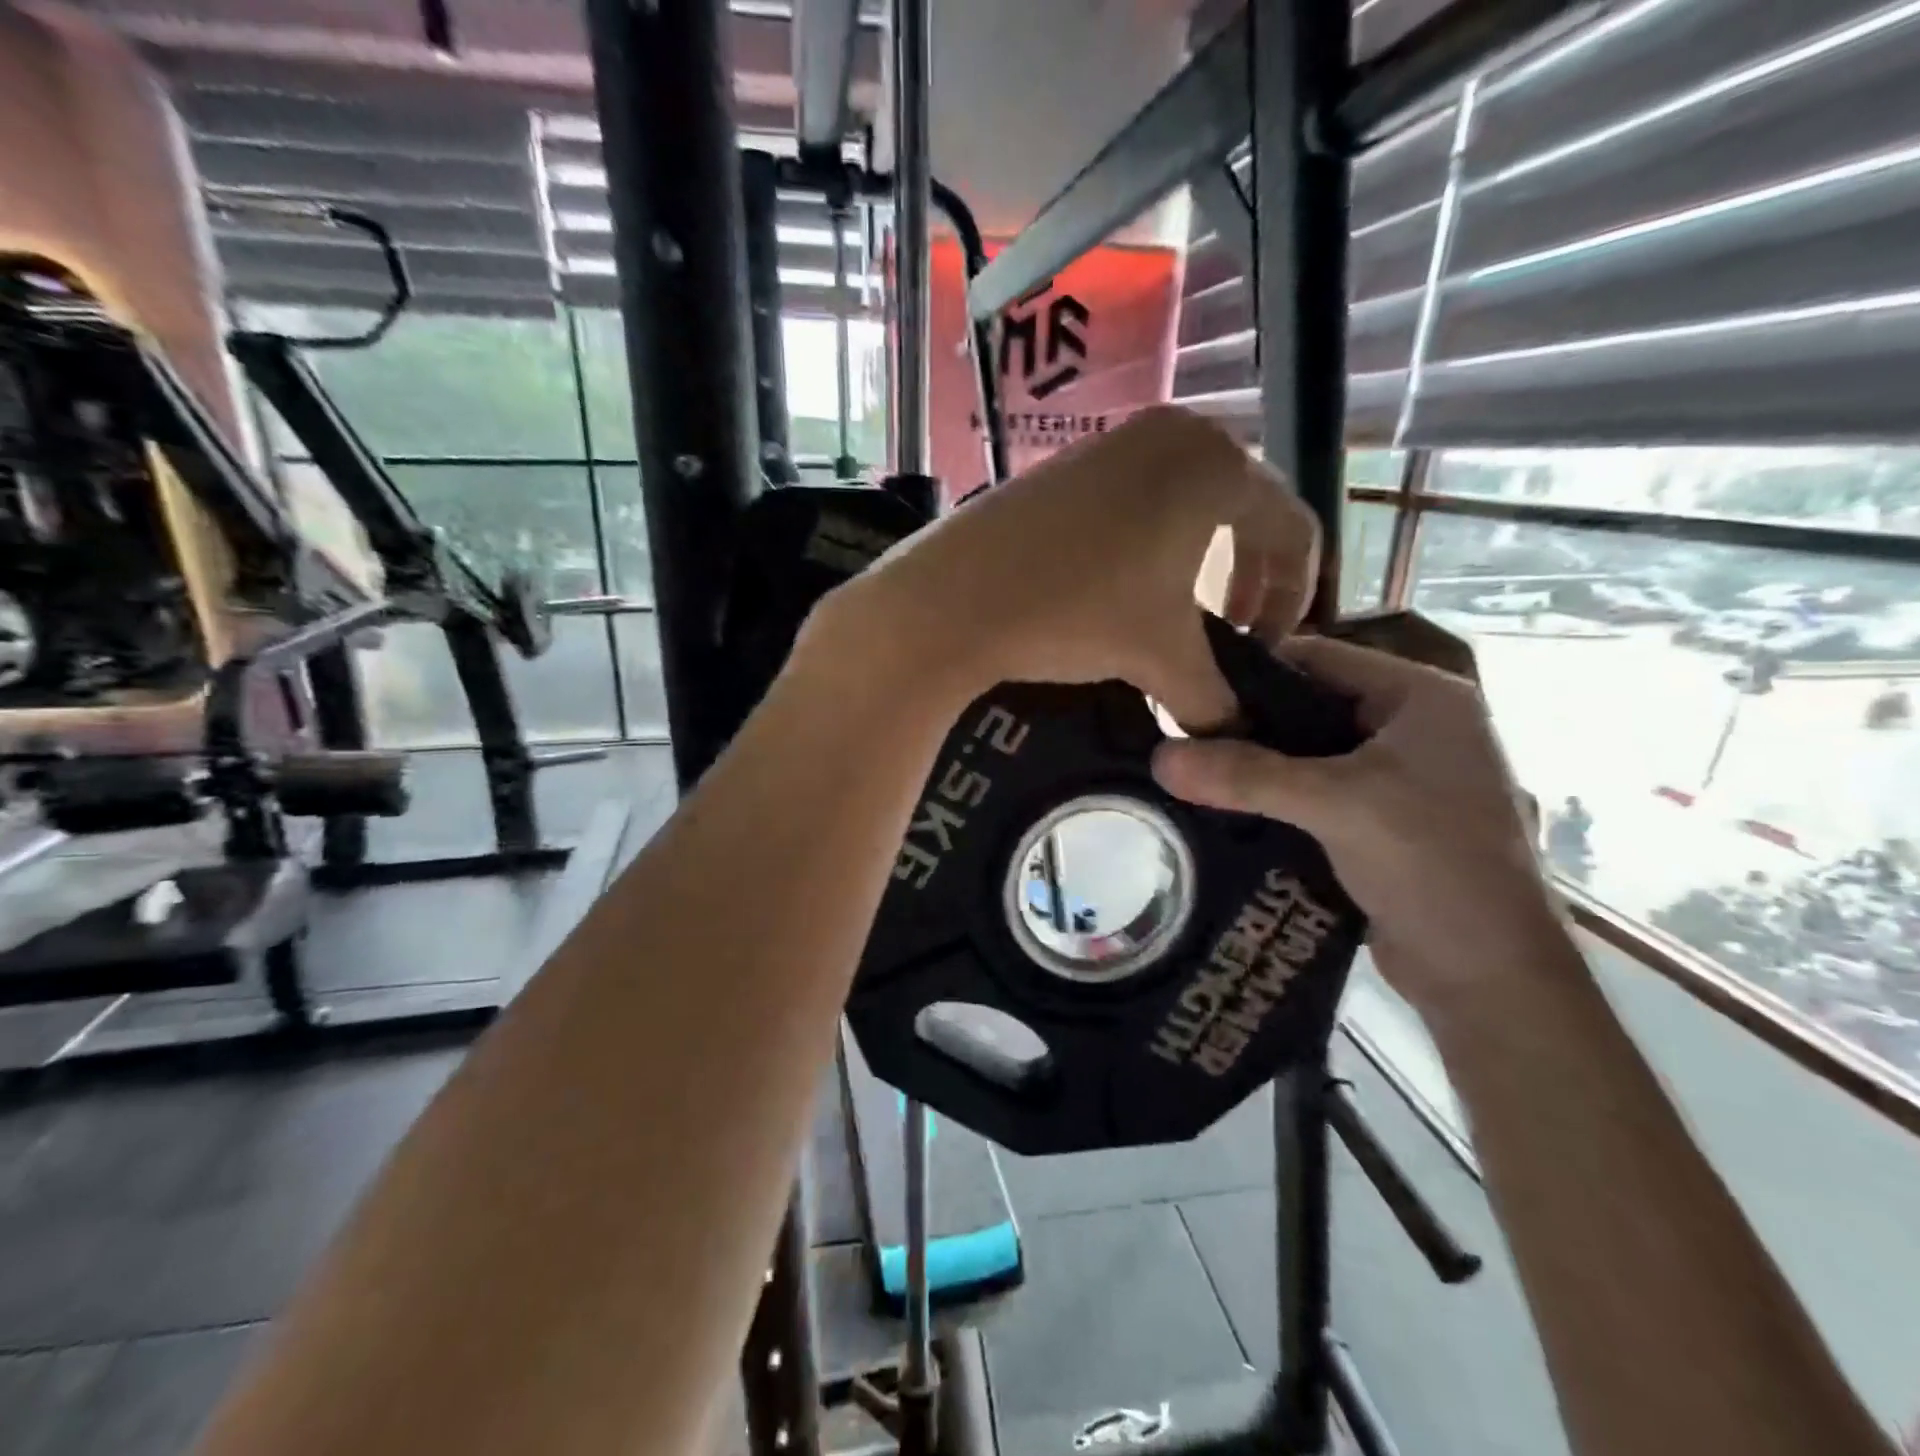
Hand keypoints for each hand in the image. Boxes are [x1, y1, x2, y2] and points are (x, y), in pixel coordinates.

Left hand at [823, 406, 1320, 729]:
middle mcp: (1175, 434)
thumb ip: (1214, 699)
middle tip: (1231, 631)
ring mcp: (1115, 442)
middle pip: (1242, 510)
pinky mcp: (1068, 462)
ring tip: (1175, 616)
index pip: (1292, 530)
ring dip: (1195, 563)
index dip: (1293, 597)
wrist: (953, 598)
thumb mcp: (1162, 658)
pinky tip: (1121, 590)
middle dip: (1246, 577)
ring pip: (1186, 504)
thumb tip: (1235, 735)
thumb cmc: (1077, 614)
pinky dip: (1148, 545)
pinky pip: (1136, 500)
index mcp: (1218, 467)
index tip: (1266, 647)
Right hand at [1151, 634, 1563, 1011]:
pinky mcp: (1379, 818)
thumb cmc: (1431, 864)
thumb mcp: (1336, 806)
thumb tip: (1158, 757)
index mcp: (1420, 696)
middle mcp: (1410, 725)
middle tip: (1176, 735)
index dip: (1250, 669)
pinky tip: (1220, 805)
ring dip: (1253, 764)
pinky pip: (1311, 790)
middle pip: (1307, 704)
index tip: (1186, 688)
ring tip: (1187, 768)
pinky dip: (1270, 796)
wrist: (1488, 975)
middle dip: (1245, 722)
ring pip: (1305, 752)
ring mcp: (1397, 774)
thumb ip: (1245, 776)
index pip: (1318, 656)